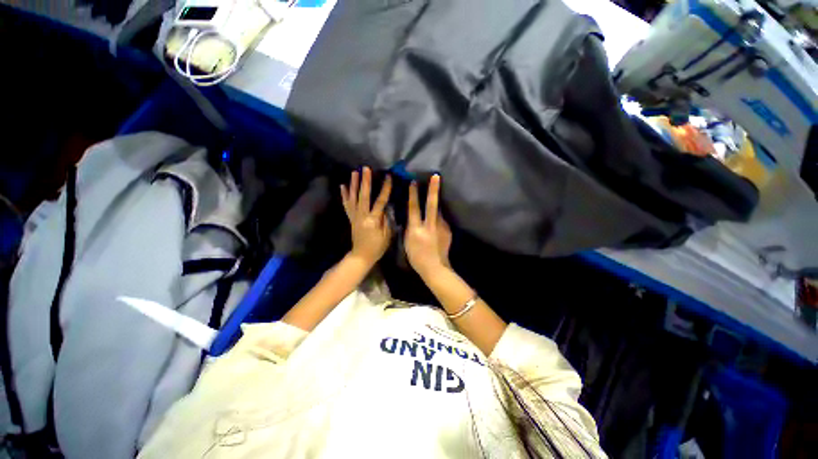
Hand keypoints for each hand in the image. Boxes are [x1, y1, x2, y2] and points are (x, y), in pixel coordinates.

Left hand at [340, 167, 392, 266]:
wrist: (361, 256)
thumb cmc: (377, 247)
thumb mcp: (387, 235)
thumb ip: (386, 220)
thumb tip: (385, 207)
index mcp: (373, 220)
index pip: (380, 201)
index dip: (385, 189)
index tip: (388, 177)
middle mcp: (362, 215)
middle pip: (363, 196)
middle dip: (365, 181)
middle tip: (365, 168)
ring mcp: (354, 216)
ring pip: (353, 198)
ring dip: (353, 184)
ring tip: (354, 172)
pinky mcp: (351, 218)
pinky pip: (346, 205)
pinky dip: (344, 195)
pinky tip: (342, 186)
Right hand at [405, 175, 451, 278]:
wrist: (435, 267)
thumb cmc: (416, 256)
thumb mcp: (408, 240)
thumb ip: (411, 226)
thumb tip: (414, 214)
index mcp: (416, 229)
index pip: (413, 208)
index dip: (413, 194)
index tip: (413, 182)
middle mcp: (429, 226)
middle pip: (432, 204)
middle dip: (433, 189)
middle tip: (436, 176)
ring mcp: (441, 228)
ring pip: (438, 211)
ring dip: (436, 203)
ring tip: (436, 193)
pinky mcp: (448, 231)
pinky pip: (441, 220)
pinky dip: (438, 218)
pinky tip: (436, 222)